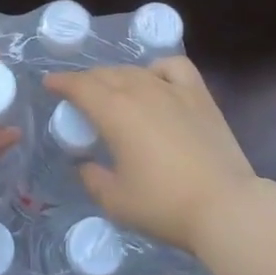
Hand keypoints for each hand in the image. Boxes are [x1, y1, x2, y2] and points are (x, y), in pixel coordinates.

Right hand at [42, 57, 258, 255]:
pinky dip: (158, 68)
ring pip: (135, 70)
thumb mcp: (116, 201)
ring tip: (113, 91)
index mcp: (114, 112)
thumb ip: (92, 178)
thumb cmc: (164, 205)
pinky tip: (156, 80)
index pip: (80, 86)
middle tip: (78, 95)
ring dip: (117, 76)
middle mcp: (140, 90)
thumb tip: (85, 165)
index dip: (61, 82)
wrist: (225, 206)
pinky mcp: (199, 95)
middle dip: (87, 81)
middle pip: (106, 75)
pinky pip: (173, 67)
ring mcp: (172, 89)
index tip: (50, 84)